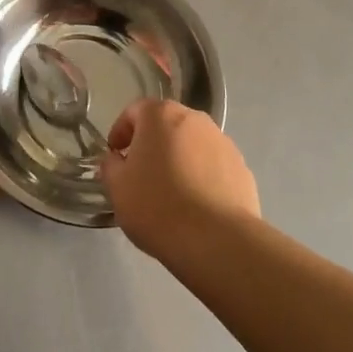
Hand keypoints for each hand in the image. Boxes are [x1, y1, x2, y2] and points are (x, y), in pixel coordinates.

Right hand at [99, 100, 259, 264]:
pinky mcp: (242, 168)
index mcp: (161, 115)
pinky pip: (213, 166)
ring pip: (192, 145)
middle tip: (141, 174)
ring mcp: (223, 142)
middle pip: (166, 125)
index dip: (120, 132)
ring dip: (179, 159)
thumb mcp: (117, 188)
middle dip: (152, 144)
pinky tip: (196, 206)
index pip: (134, 111)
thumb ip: (110, 165)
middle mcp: (195, 119)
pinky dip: (202, 177)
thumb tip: (116, 159)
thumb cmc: (157, 206)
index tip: (115, 157)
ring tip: (171, 193)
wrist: (217, 240)